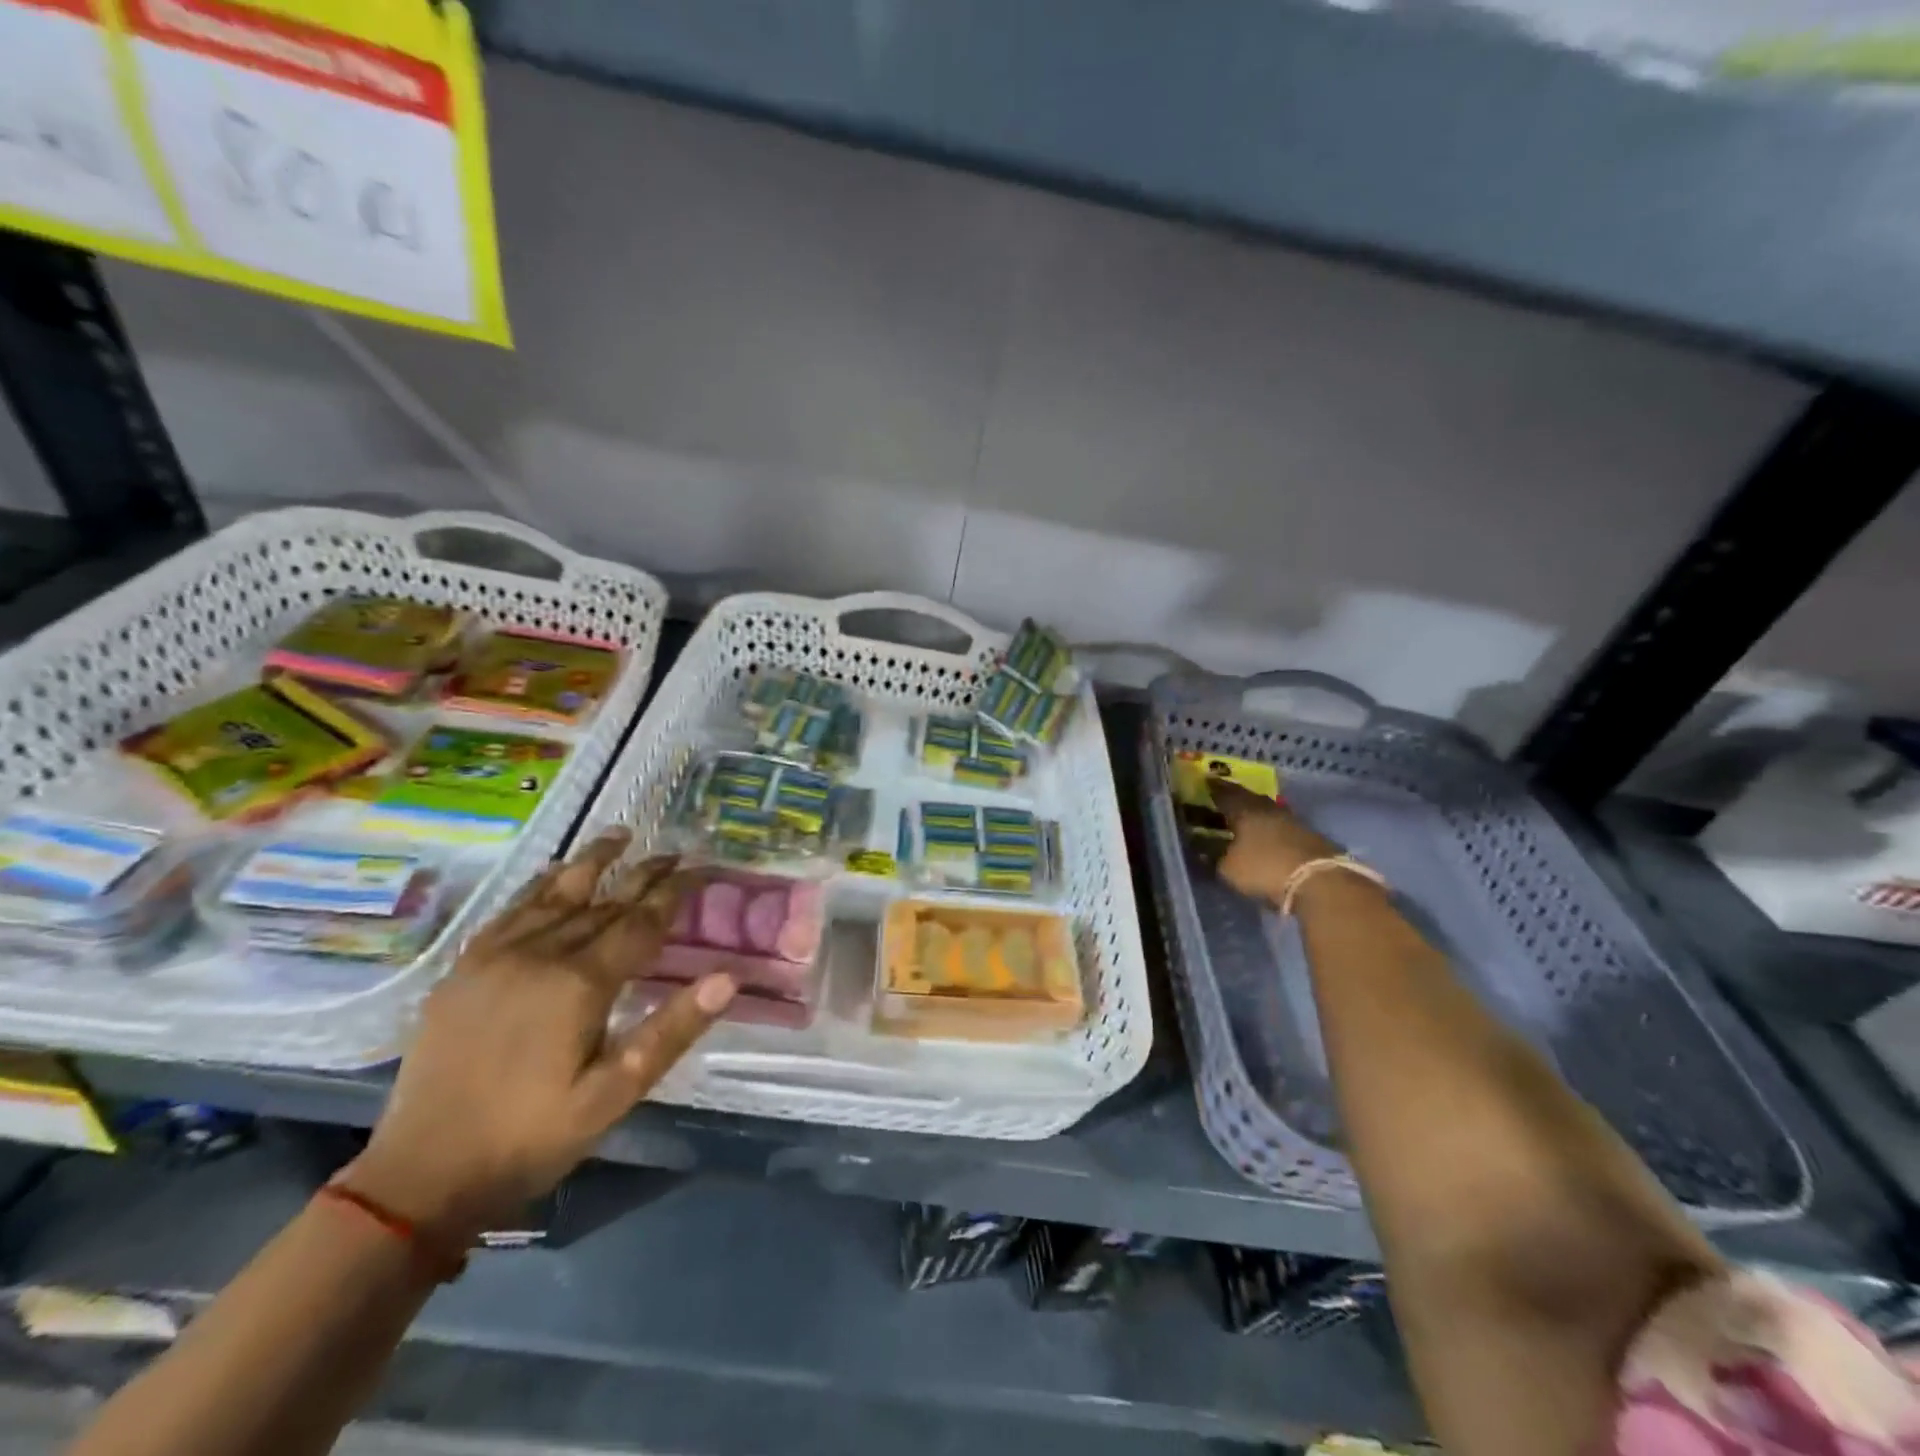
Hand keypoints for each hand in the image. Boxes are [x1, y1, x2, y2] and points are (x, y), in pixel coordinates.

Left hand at [343, 830, 733, 1243]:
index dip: (672, 893)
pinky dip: (540, 886)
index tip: (699, 867)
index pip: (640, 923)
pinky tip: (553, 875)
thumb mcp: (614, 1094)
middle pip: (603, 903)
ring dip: (591, 863)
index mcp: (580, 984)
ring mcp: (495, 957)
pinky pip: (511, 911)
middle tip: (673, 851)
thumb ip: (672, 1031)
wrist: (420, 1176)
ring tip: (619, 834)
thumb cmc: (532, 1138)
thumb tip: (727, 978)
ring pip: (555, 895)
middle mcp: (539, 955)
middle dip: (642, 875)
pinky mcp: (463, 969)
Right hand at [1211, 780, 1340, 904]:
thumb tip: (1200, 848)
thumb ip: (1213, 856)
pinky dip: (1271, 826)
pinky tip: (1267, 833)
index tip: (1205, 782)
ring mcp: (1292, 820)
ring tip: (1244, 816)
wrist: (1319, 881)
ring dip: (1256, 811)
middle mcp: (1268, 809)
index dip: (1213, 789)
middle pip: (1248, 797)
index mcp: (1244, 810)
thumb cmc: (1264, 869)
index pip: (1224, 793)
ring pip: (1268, 809)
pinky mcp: (1310, 835)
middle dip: (1235, 797)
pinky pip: (1282, 824)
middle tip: (1224, 797)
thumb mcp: (1228, 868)